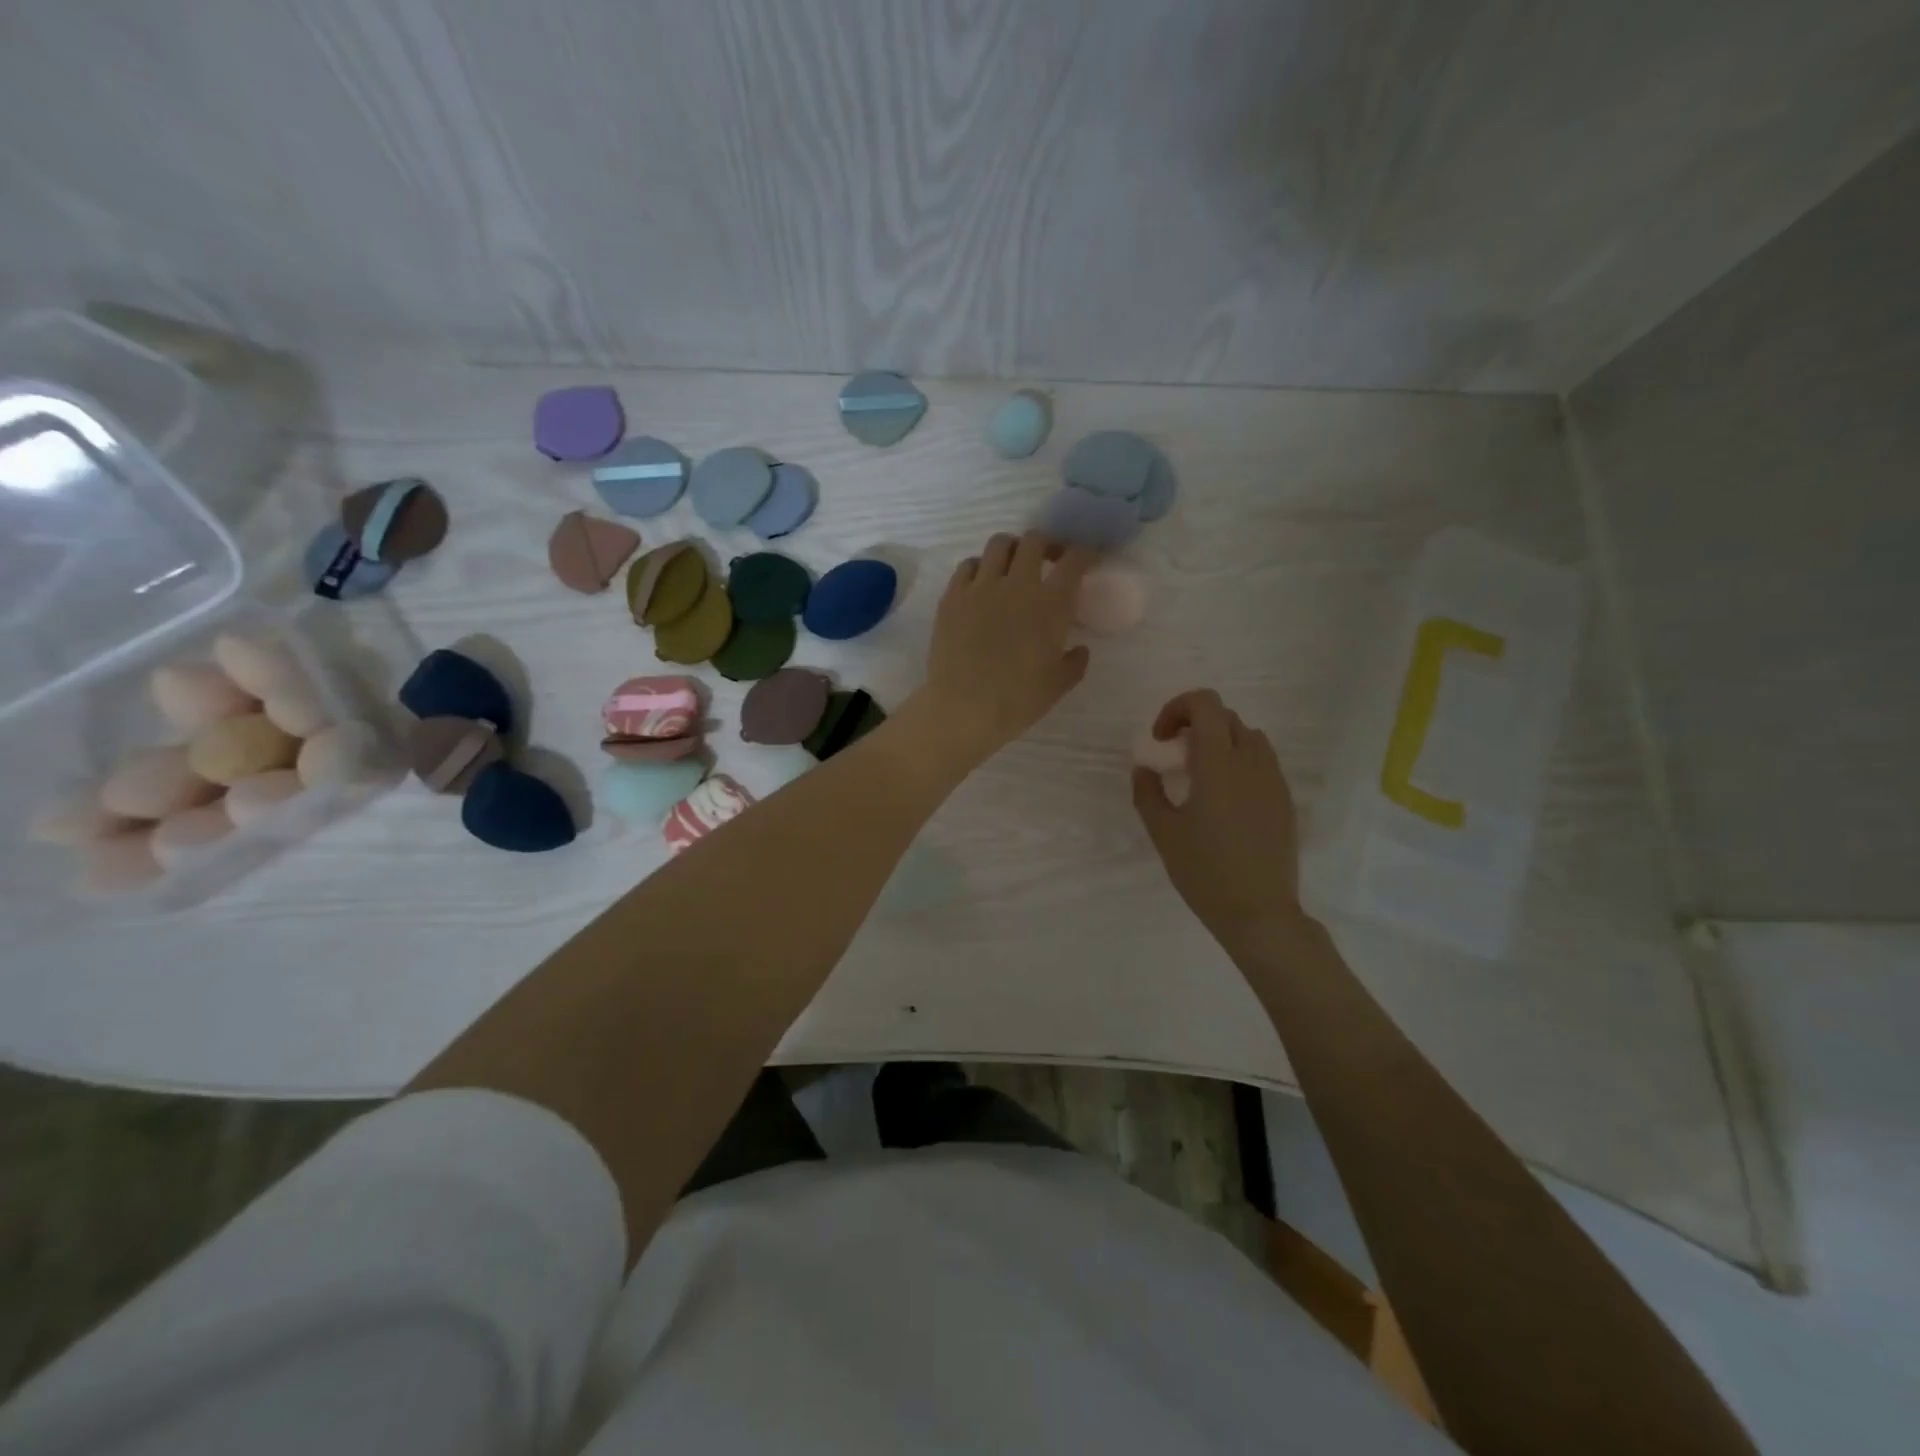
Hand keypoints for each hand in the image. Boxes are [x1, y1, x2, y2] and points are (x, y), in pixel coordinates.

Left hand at [918, 531, 1096, 767]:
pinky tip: (981, 583)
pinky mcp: (952, 596)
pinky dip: (980, 567)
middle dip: (1047, 545)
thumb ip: (1074, 662)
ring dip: (1012, 549)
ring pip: (999, 544)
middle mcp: (1017, 584)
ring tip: (1013, 567)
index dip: (1085, 554)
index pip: (1074, 561)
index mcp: (1050, 604)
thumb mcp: (1058, 685)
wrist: (963, 708)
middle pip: (1035, 540)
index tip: (1087, 561)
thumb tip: (1080, 649)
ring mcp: (980, 587)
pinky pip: (967, 565)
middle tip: (1050, 561)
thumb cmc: (1017, 700)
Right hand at [1133, 690, 1304, 953]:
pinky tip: (1225, 799)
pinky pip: (1262, 761)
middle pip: (1225, 717)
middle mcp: (1251, 762)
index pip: (1206, 704)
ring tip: (1201, 775)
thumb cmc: (1204, 872)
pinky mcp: (1285, 799)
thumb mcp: (1163, 833)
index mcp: (1218, 763)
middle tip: (1174, 756)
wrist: (1259, 913)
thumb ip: (1148, 792)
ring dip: (1220, 741)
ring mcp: (1273, 780)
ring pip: (1248, 736)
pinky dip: (1239, 762)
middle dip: (1194, 724)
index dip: (1177, 708)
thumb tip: (1144, 768)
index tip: (1161, 740)